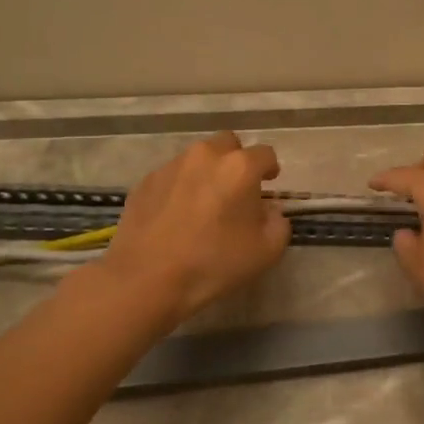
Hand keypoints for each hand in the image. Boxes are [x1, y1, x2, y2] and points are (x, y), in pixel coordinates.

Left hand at [98, 130, 289, 321]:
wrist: (146, 279)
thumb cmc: (213, 263)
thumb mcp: (267, 251)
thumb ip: (278, 223)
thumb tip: (269, 210)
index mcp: (239, 167)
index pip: (265, 154)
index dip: (270, 169)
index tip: (269, 184)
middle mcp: (205, 156)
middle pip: (228, 144)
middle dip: (236, 160)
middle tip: (236, 189)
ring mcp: (171, 166)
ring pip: (197, 158)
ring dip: (207, 173)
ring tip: (204, 204)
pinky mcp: (145, 181)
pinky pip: (172, 176)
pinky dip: (181, 187)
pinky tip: (177, 216)